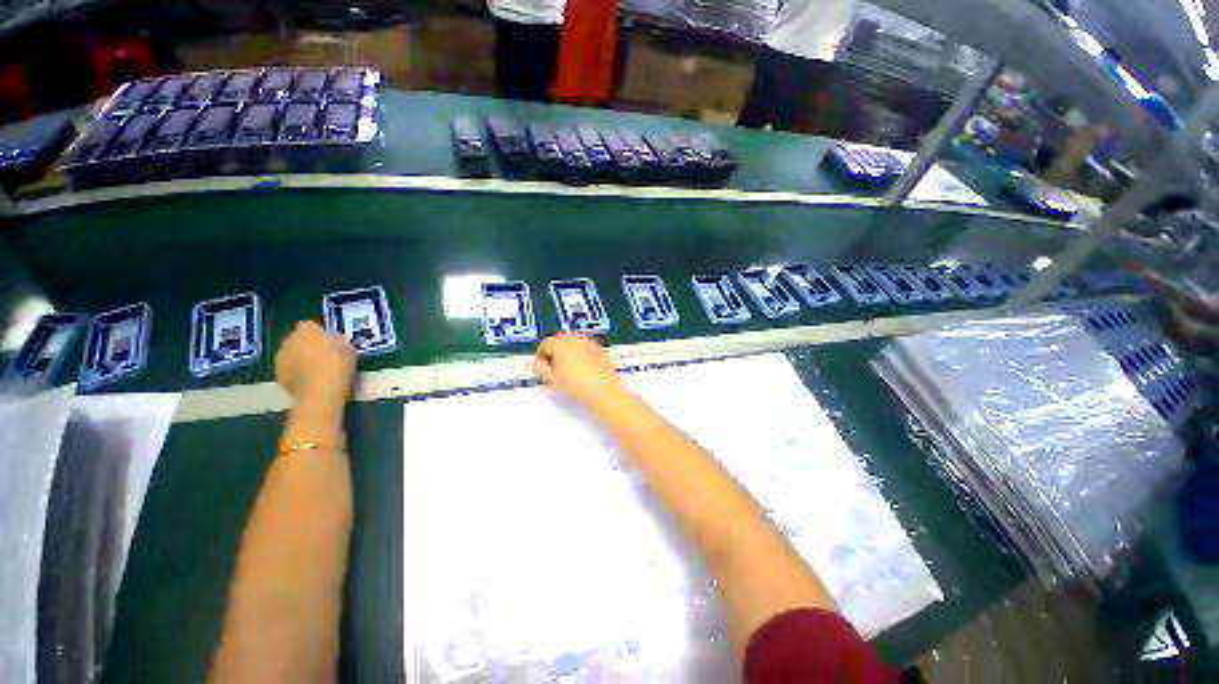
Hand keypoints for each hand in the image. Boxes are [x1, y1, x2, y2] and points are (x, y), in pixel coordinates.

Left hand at [275, 321, 357, 409]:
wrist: (320, 392)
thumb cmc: (338, 365)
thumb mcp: (348, 348)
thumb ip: (339, 340)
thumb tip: (334, 339)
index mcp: (307, 330)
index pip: (310, 325)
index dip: (319, 333)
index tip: (330, 342)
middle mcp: (289, 340)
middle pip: (297, 338)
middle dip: (307, 344)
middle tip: (323, 355)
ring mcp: (280, 357)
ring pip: (291, 353)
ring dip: (300, 358)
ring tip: (316, 369)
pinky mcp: (277, 374)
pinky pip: (289, 368)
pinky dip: (296, 371)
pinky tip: (309, 380)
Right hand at [534, 333, 625, 408]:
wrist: (605, 392)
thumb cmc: (575, 387)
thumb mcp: (552, 380)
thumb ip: (541, 368)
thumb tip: (538, 362)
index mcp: (561, 345)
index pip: (545, 344)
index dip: (540, 355)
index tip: (541, 367)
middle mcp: (576, 340)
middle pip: (560, 339)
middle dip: (554, 350)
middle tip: (553, 366)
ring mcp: (590, 344)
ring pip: (574, 342)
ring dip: (568, 350)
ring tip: (568, 367)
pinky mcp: (601, 350)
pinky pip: (587, 348)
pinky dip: (581, 353)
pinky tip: (583, 368)